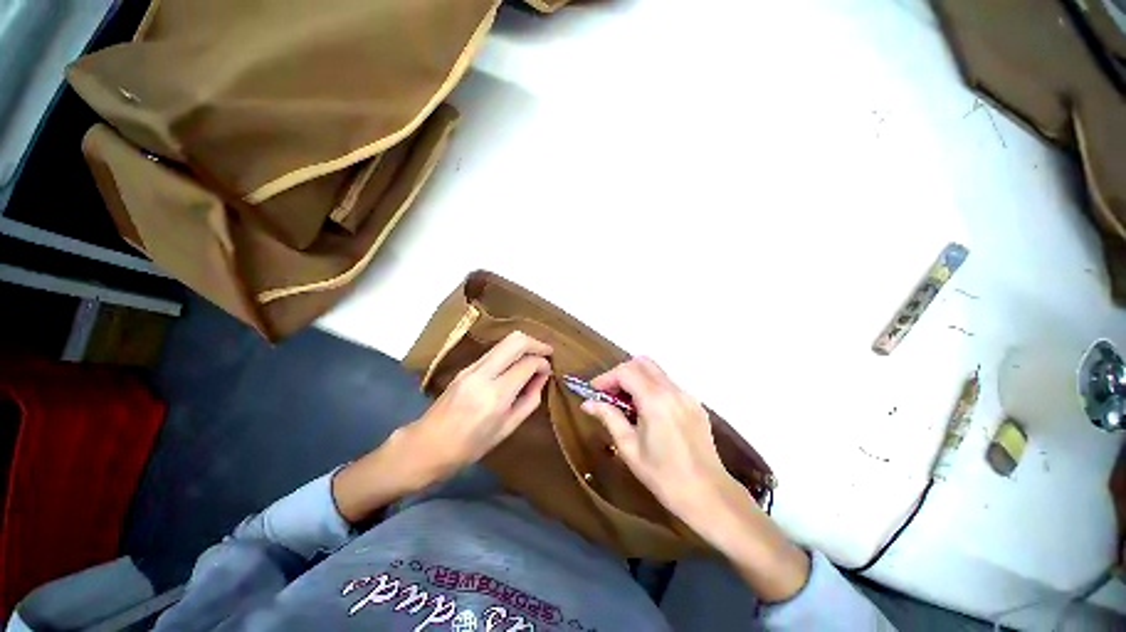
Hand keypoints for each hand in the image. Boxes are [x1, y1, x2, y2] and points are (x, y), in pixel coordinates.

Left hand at [410, 331, 552, 477]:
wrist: (427, 446)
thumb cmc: (470, 447)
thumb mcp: (507, 428)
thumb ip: (530, 399)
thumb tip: (542, 377)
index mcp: (496, 395)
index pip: (527, 363)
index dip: (543, 363)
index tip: (549, 370)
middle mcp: (483, 374)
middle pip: (515, 341)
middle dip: (536, 343)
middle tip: (547, 353)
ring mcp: (471, 368)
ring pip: (504, 341)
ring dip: (523, 345)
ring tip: (534, 358)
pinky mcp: (465, 367)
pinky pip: (494, 351)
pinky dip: (510, 352)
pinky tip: (515, 365)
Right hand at [580, 357, 733, 526]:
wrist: (708, 496)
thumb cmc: (663, 476)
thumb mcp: (629, 448)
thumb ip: (609, 418)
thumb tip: (587, 404)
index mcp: (656, 401)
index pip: (626, 372)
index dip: (606, 377)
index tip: (594, 391)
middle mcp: (673, 391)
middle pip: (642, 363)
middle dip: (621, 373)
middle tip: (609, 394)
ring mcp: (687, 396)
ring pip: (656, 372)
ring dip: (637, 379)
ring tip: (626, 404)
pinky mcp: (695, 405)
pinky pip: (668, 385)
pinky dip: (652, 388)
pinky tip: (647, 412)